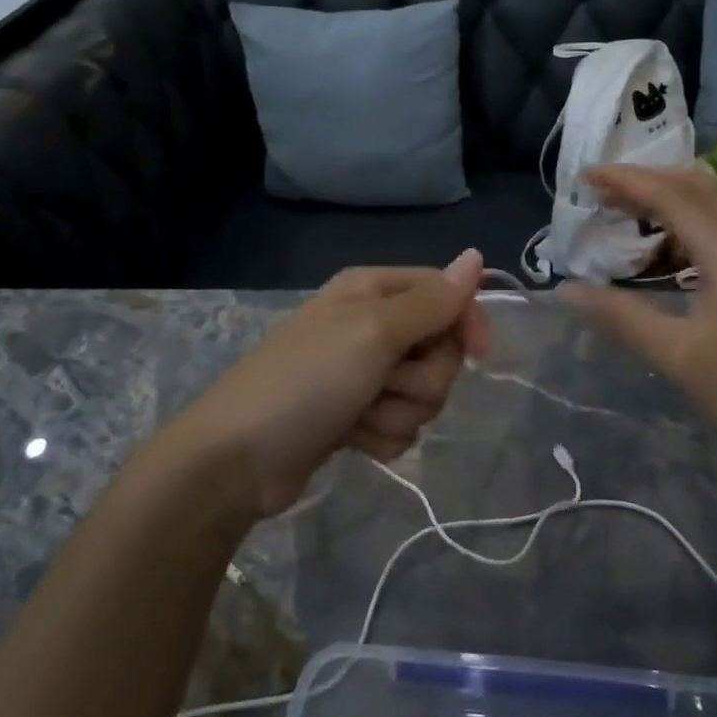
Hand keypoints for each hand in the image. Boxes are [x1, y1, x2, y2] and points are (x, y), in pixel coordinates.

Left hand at [178, 251, 489, 516]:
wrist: (239, 459)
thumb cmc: (307, 380)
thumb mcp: (373, 332)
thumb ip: (431, 301)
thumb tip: (476, 256)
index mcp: (373, 290)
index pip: (445, 293)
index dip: (465, 322)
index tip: (477, 355)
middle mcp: (371, 325)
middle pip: (439, 349)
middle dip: (421, 377)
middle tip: (384, 384)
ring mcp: (363, 374)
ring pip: (424, 394)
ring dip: (398, 411)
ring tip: (358, 416)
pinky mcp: (357, 416)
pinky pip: (401, 425)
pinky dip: (381, 436)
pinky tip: (351, 439)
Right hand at [559, 166, 716, 475]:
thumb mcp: (676, 355)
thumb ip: (620, 316)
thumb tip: (566, 289)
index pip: (672, 196)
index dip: (627, 181)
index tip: (585, 176)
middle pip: (694, 187)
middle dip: (646, 179)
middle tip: (600, 189)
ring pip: (704, 208)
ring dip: (662, 199)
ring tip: (618, 210)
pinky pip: (708, 234)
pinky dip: (674, 226)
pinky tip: (651, 249)